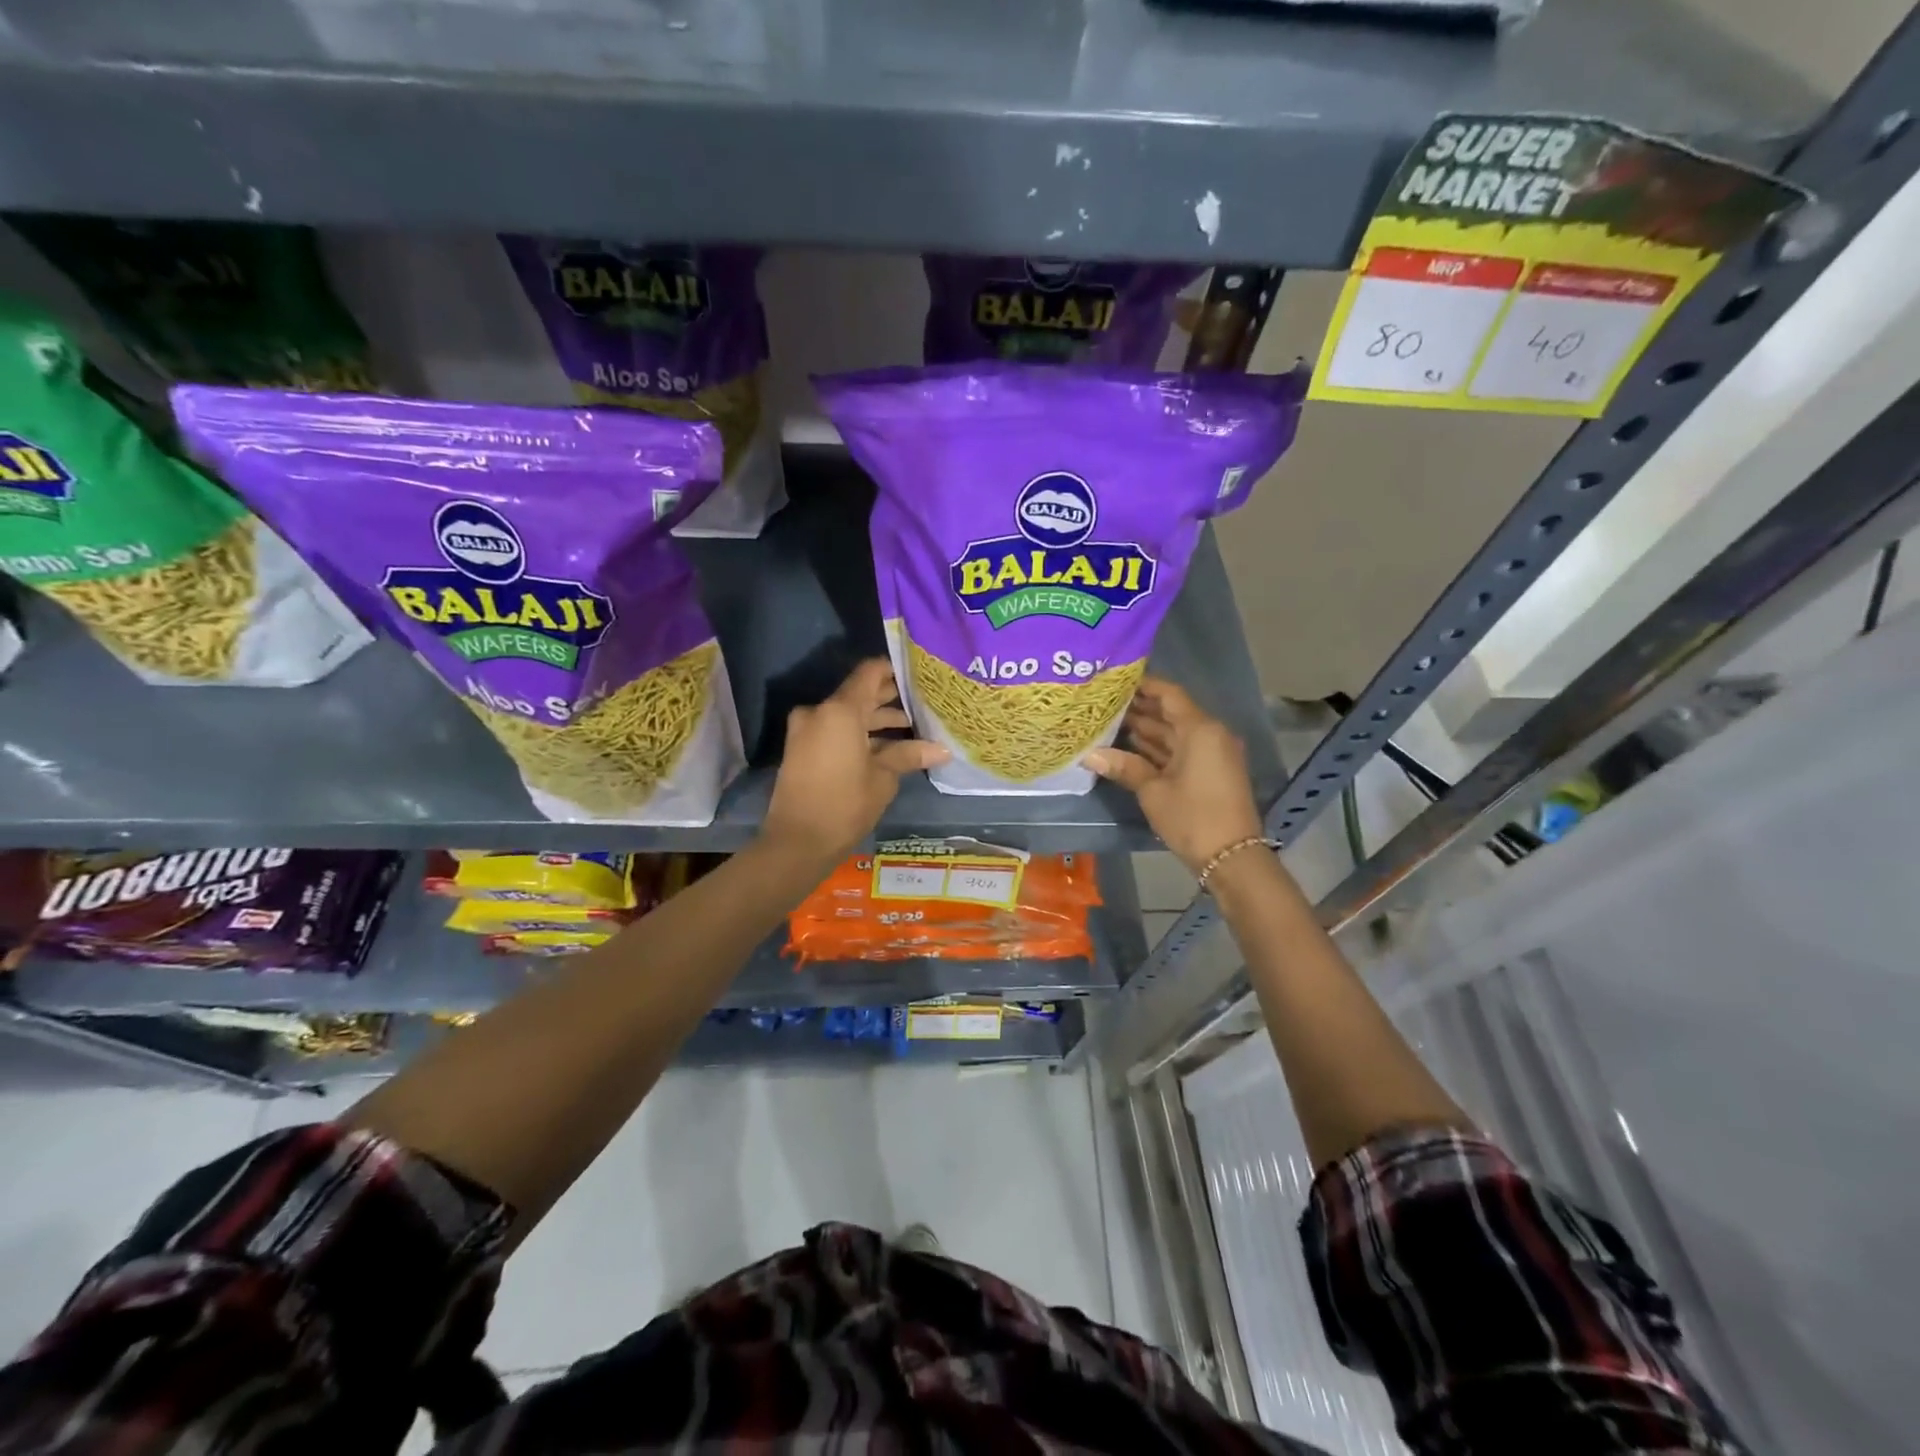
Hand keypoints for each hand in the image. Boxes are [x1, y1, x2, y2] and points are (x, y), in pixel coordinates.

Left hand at [762, 659, 948, 863]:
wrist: (797, 842)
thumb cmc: (845, 805)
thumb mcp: (882, 778)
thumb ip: (908, 755)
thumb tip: (943, 749)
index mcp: (840, 710)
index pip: (870, 672)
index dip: (894, 670)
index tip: (918, 675)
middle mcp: (820, 711)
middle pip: (859, 693)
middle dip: (889, 698)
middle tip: (923, 703)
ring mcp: (807, 730)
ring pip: (847, 714)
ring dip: (875, 720)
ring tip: (912, 727)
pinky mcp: (802, 748)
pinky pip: (835, 730)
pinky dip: (858, 734)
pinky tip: (887, 746)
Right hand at [1085, 678, 1262, 874]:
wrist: (1231, 857)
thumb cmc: (1192, 817)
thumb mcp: (1153, 791)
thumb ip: (1125, 767)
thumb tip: (1089, 755)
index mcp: (1200, 730)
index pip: (1169, 694)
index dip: (1144, 685)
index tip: (1116, 681)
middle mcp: (1210, 734)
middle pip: (1172, 712)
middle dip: (1140, 709)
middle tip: (1105, 703)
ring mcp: (1212, 754)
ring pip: (1175, 733)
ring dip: (1147, 729)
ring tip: (1110, 722)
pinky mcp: (1211, 772)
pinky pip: (1182, 750)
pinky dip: (1159, 748)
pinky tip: (1130, 747)